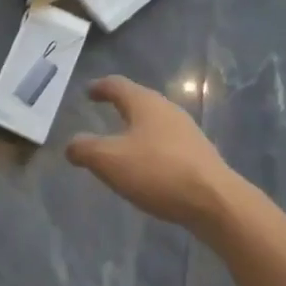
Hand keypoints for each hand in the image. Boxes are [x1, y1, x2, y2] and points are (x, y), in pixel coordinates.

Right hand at [66, 76, 237, 234]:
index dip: (100, 87)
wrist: (215, 201)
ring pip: (154, 121)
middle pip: (138, 100)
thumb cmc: (158, 172)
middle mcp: (166, 109)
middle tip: (103, 112)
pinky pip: (167, 142)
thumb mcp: (110, 161)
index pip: (117, 85)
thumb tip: (71, 144)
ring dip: (137, 127)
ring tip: (123, 141)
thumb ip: (85, 149)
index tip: (88, 92)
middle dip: (120, 105)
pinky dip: (151, 146)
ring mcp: (186, 130)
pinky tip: (148, 166)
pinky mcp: (198, 154)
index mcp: (144, 103)